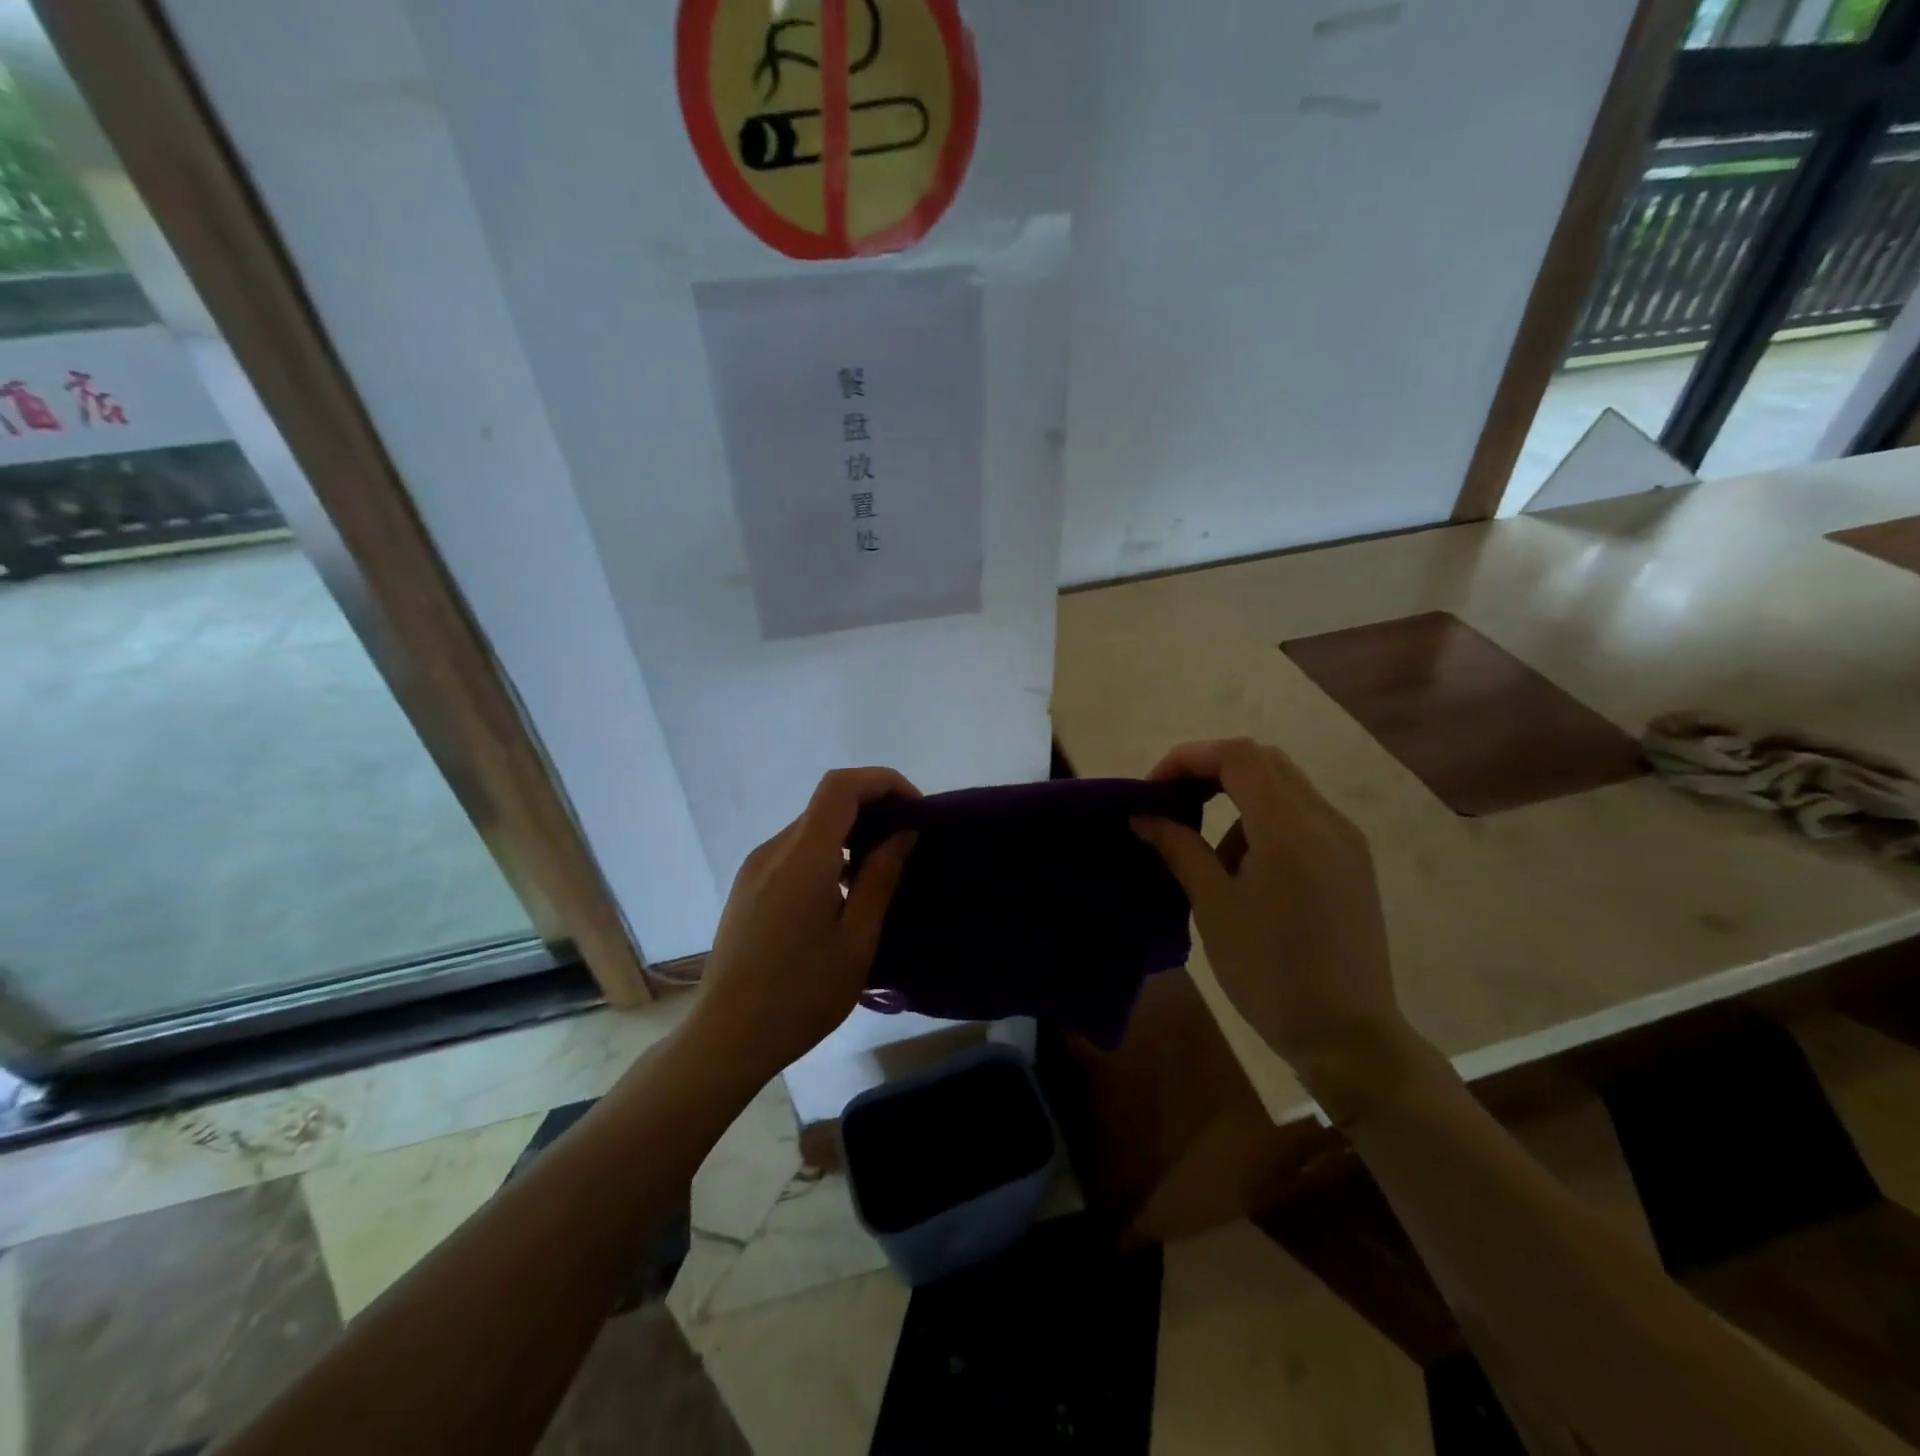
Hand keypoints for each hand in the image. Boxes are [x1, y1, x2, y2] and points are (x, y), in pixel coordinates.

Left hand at [688, 767, 918, 1079]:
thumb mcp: (856, 940)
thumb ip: (880, 878)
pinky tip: (842, 892)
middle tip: (908, 843)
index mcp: (803, 858)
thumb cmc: (802, 994)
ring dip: (850, 833)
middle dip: (873, 808)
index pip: (842, 786)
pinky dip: (827, 852)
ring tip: (880, 871)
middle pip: (827, 803)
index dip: (883, 782)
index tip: (916, 810)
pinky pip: (794, 851)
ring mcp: (755, 867)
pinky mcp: (747, 887)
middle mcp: (774, 850)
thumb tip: (902, 833)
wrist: (727, 1038)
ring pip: (811, 827)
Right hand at [1131, 738, 1411, 1115]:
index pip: (1237, 756)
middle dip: (1211, 771)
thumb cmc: (1269, 973)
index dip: (1188, 758)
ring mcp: (1346, 840)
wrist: (1347, 1036)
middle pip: (1263, 761)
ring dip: (1237, 799)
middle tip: (1175, 805)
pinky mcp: (1352, 862)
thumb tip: (1144, 815)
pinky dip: (1264, 822)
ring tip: (1212, 857)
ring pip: (1284, 786)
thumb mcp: (1213, 907)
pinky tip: (1249, 872)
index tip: (1154, 791)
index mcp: (1289, 829)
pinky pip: (1302, 816)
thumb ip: (1179, 848)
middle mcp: (1326, 820)